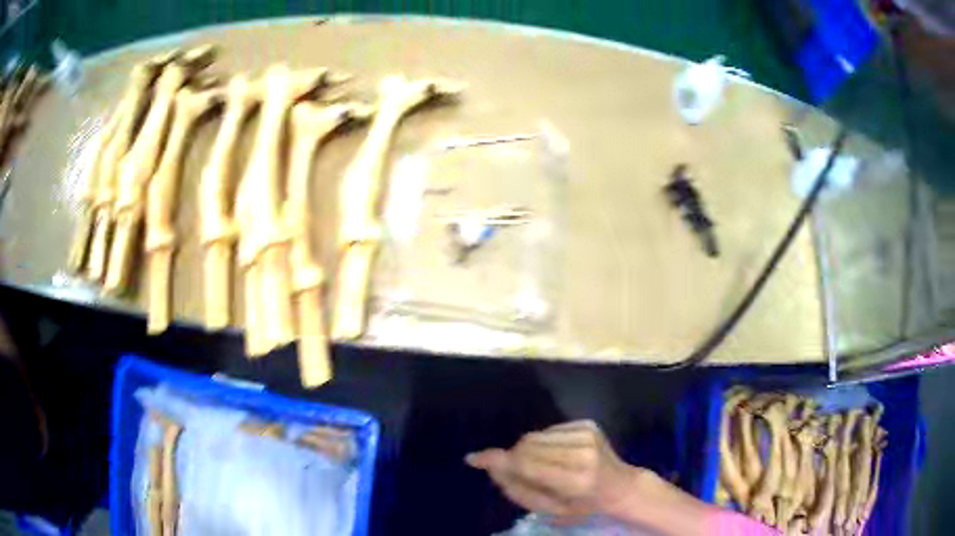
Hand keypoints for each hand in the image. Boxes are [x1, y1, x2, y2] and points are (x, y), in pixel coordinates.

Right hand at [465, 420, 641, 519]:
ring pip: (535, 436)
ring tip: (543, 465)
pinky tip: (558, 455)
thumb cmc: (584, 505)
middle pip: (527, 446)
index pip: (527, 464)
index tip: (473, 458)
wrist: (621, 485)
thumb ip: (519, 490)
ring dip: (528, 450)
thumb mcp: (550, 509)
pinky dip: (543, 443)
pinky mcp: (588, 423)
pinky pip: (548, 430)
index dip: (497, 460)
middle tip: (518, 472)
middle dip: (514, 457)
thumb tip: (493, 467)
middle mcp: (581, 452)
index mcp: (575, 480)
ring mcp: (587, 434)